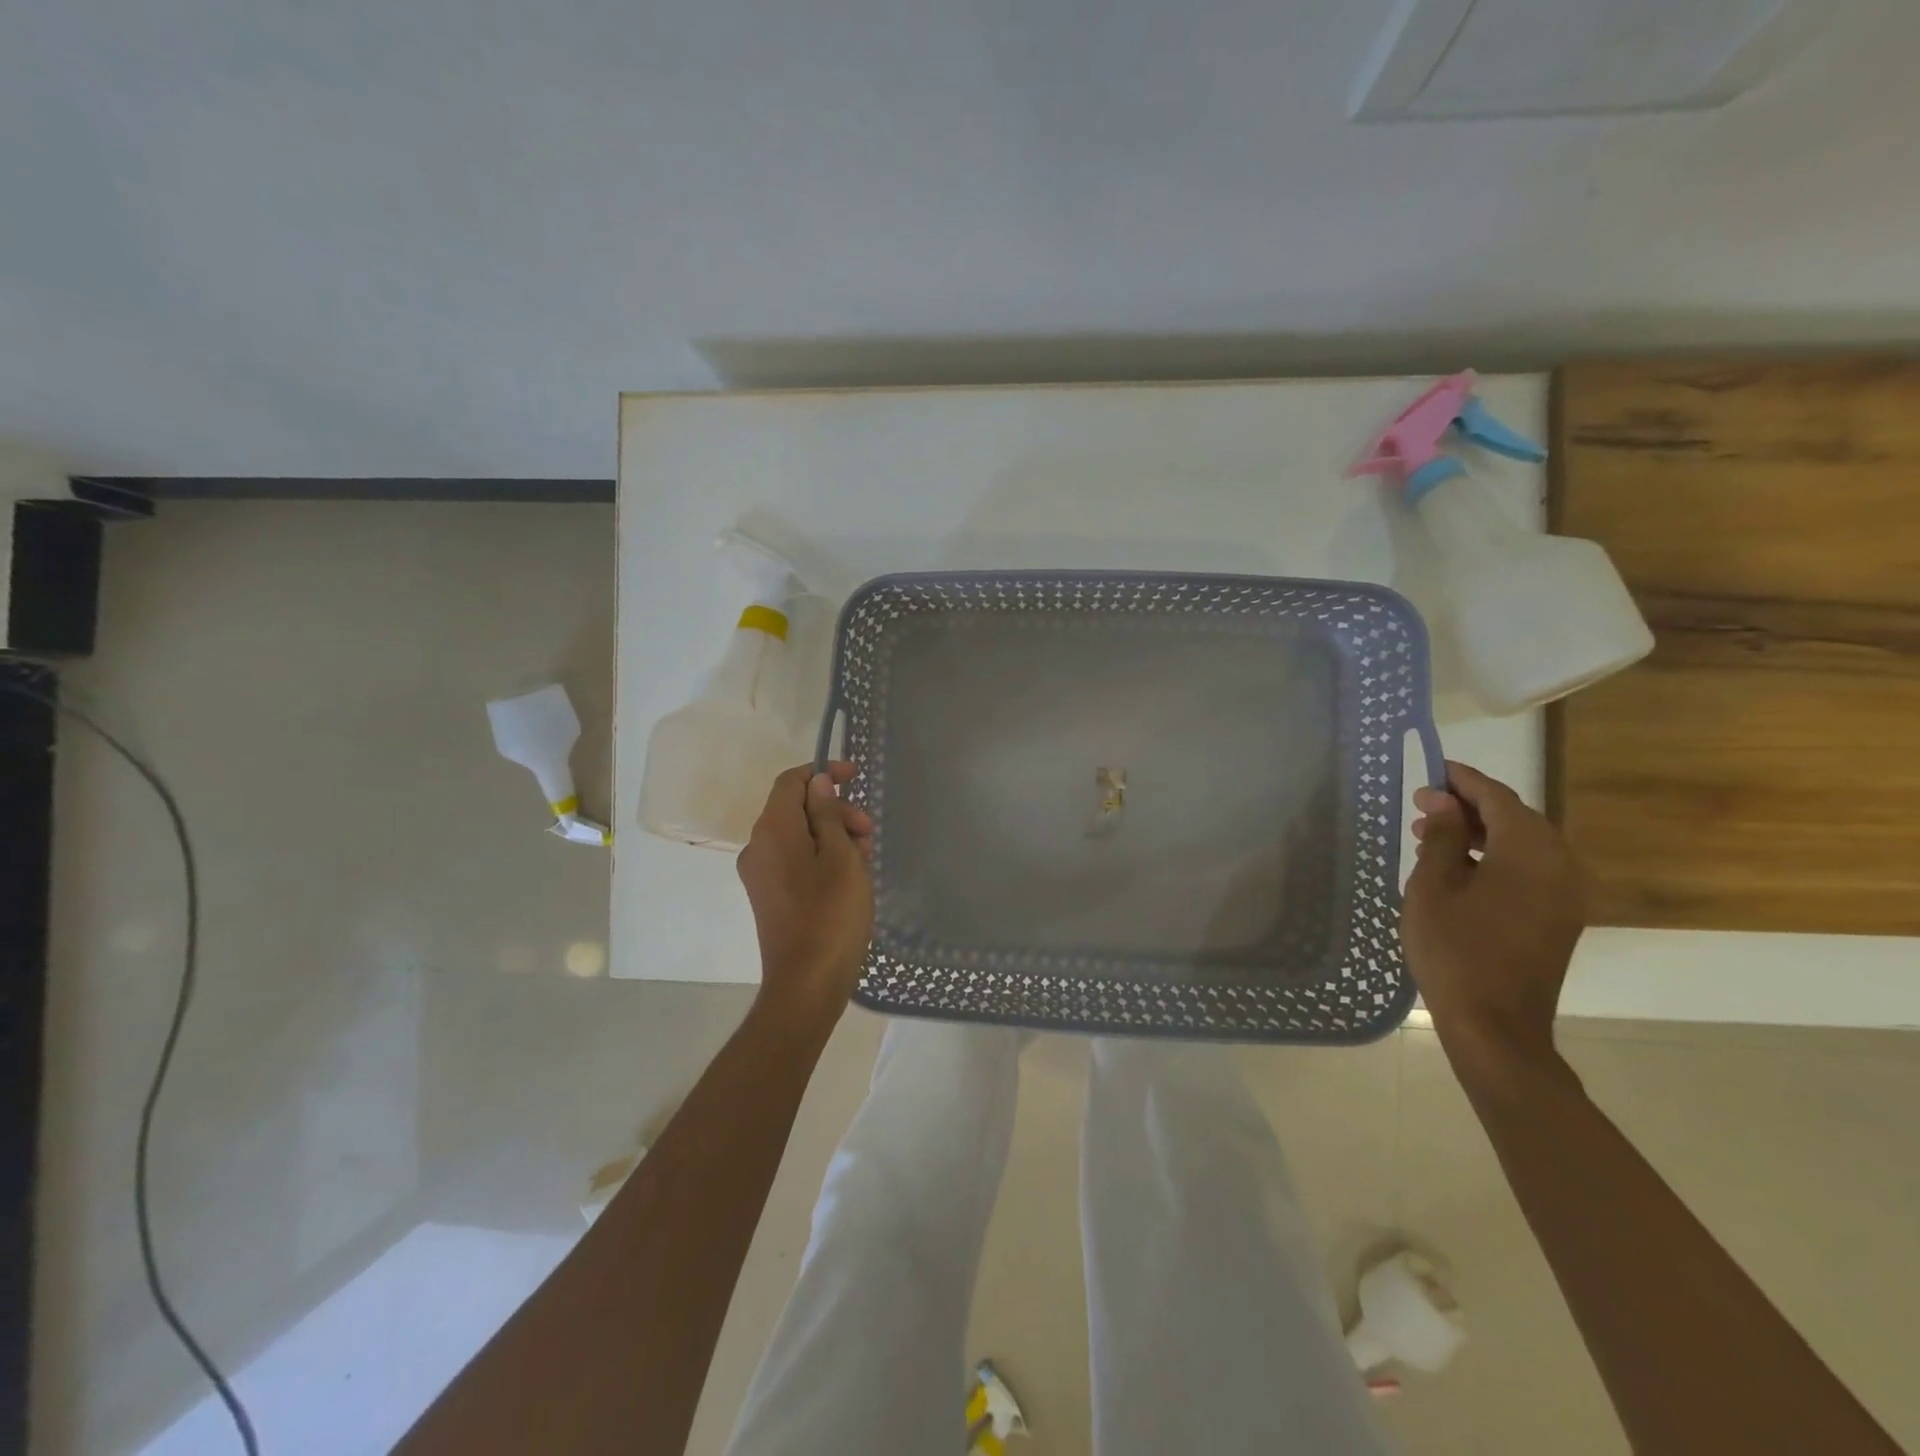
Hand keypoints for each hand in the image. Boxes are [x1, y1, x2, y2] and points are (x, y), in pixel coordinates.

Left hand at [736, 761, 874, 1028]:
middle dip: (835, 810)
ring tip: (865, 858)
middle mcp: (758, 846)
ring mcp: (761, 874)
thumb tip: (817, 784)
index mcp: (772, 830)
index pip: (791, 781)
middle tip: (869, 832)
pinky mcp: (770, 896)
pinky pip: (795, 860)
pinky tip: (851, 876)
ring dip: (832, 836)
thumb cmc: (830, 914)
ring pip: (799, 836)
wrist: (806, 984)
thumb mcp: (841, 857)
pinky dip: (822, 857)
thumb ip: (827, 814)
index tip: (856, 776)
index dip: (823, 773)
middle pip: (796, 809)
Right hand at [1402, 761, 1585, 1073]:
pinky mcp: (1560, 916)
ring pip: (1523, 844)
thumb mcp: (1433, 886)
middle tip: (1423, 806)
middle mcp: (1560, 865)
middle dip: (1469, 806)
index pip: (1498, 798)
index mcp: (1530, 852)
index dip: (1463, 780)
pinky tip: (1458, 867)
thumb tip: (1444, 802)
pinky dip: (1496, 857)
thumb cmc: (1454, 949)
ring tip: (1431, 835)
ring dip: (1480, 833)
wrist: (1495, 1025)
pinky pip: (1530, 869)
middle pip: (1516, 818)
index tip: (1431, 770)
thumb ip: (1441, 837)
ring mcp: (1566, 894)